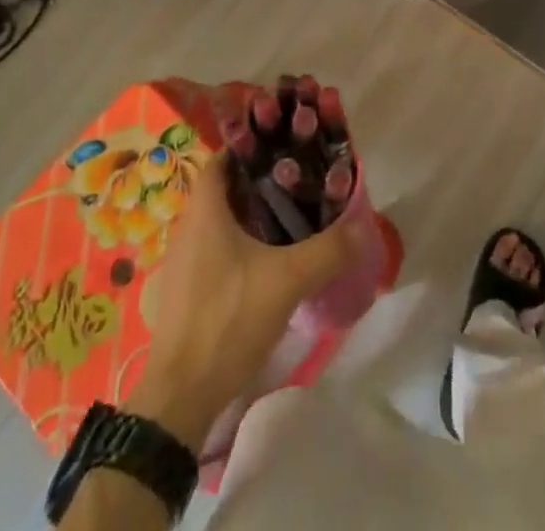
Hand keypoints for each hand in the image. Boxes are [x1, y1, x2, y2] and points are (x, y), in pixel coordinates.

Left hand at [127, 153, 368, 452]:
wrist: (180, 397)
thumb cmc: (228, 320)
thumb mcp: (287, 281)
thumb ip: (328, 250)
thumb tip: (364, 227)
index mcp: (205, 210)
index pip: (223, 158)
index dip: (251, 147)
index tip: (284, 147)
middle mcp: (187, 227)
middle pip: (224, 188)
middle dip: (258, 181)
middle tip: (297, 182)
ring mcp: (182, 261)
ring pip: (219, 220)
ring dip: (249, 214)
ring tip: (289, 218)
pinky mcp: (184, 291)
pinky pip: (214, 249)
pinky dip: (239, 243)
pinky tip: (266, 262)